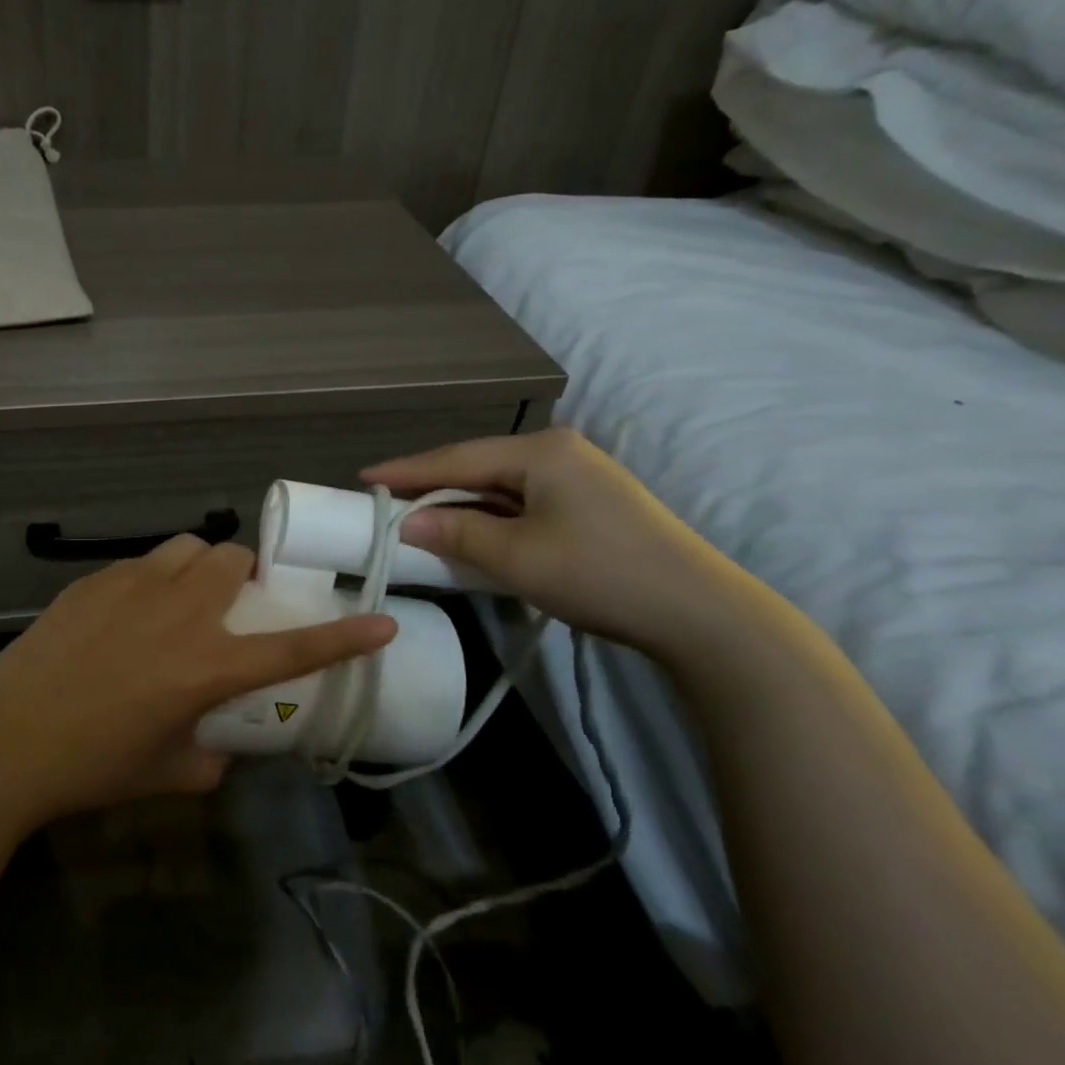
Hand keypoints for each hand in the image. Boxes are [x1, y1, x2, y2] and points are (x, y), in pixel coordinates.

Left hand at [0, 536, 395, 830]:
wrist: (6, 742)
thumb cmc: (92, 767)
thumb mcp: (167, 773)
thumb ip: (208, 757)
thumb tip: (218, 745)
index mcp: (206, 667)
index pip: (291, 647)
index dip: (343, 636)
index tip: (380, 620)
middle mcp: (178, 613)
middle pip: (233, 559)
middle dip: (245, 575)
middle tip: (231, 606)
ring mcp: (132, 587)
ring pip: (187, 547)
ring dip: (200, 566)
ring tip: (183, 598)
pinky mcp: (93, 582)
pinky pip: (140, 563)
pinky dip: (152, 579)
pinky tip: (126, 614)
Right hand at [363, 427, 748, 657]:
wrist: (701, 613)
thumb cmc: (599, 574)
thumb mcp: (516, 557)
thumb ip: (456, 533)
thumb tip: (407, 523)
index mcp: (541, 451)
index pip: (456, 457)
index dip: (407, 470)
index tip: (363, 477)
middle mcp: (559, 451)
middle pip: (478, 466)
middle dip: (432, 486)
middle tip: (387, 500)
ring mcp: (580, 476)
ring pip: (501, 486)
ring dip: (462, 504)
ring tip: (419, 517)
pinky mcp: (591, 503)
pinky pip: (523, 502)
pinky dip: (491, 517)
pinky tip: (472, 531)